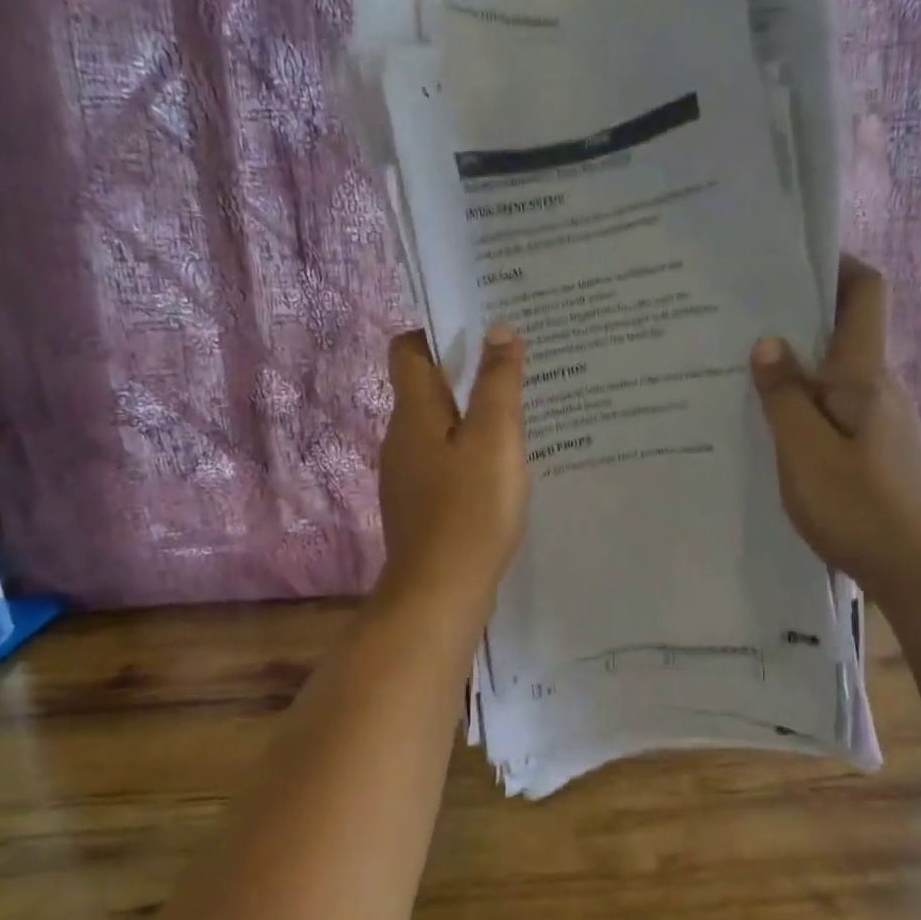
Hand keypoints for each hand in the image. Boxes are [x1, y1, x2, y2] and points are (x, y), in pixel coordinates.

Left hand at [376, 325, 529, 613]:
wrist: (440, 593)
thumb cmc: (470, 509)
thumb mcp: (495, 439)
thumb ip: (498, 383)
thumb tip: (498, 329)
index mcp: (414, 413)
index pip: (409, 350)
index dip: (438, 332)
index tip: (480, 326)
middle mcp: (401, 438)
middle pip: (426, 388)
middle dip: (465, 372)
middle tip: (514, 365)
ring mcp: (408, 475)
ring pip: (439, 428)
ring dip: (471, 415)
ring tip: (518, 412)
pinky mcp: (421, 505)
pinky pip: (445, 461)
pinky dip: (470, 452)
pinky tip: (503, 466)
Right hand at [751, 257, 920, 593]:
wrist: (915, 571)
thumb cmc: (858, 508)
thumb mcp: (805, 453)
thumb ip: (784, 396)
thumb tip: (768, 342)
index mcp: (865, 377)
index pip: (865, 294)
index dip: (837, 264)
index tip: (791, 258)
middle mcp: (879, 389)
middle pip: (846, 331)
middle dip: (800, 317)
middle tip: (742, 319)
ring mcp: (881, 422)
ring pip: (837, 376)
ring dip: (799, 367)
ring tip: (744, 372)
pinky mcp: (876, 451)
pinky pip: (836, 410)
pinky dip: (806, 405)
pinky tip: (772, 426)